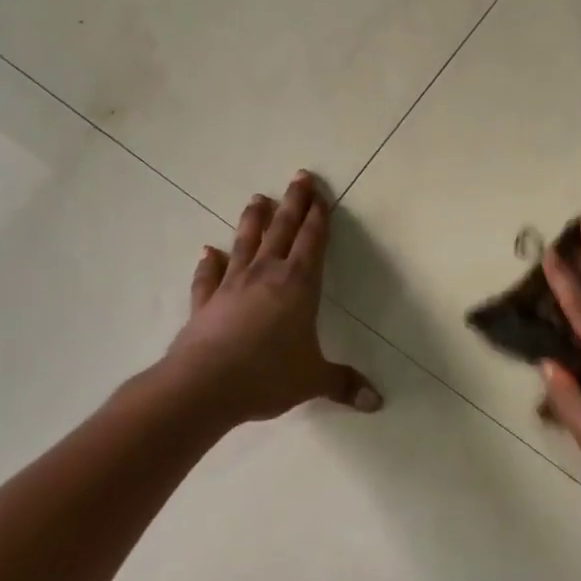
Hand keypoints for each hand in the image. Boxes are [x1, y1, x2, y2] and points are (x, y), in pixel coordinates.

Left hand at [162, 172, 381, 424]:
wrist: (204, 386)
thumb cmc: (267, 376)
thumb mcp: (312, 380)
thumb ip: (343, 384)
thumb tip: (376, 402)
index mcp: (298, 285)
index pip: (312, 242)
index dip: (319, 217)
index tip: (320, 194)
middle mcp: (265, 275)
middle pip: (282, 230)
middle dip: (293, 203)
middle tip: (299, 177)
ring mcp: (232, 285)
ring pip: (245, 242)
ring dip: (253, 220)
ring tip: (258, 198)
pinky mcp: (205, 302)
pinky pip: (208, 276)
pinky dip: (209, 263)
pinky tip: (208, 252)